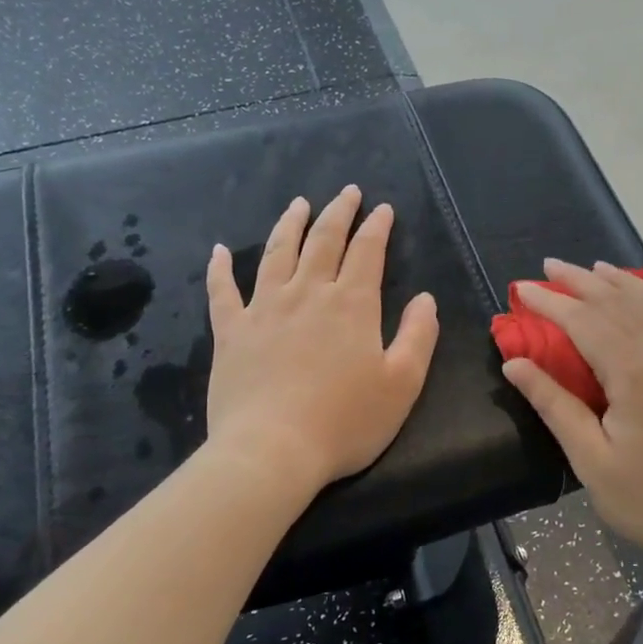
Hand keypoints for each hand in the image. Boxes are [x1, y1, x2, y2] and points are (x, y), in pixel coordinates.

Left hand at [206, 187, 439, 488]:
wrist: (271, 451)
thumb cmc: (345, 421)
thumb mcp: (402, 383)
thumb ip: (418, 336)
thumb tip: (424, 298)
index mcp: (352, 305)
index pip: (367, 252)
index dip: (377, 227)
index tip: (382, 209)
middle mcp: (307, 294)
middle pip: (323, 241)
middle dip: (338, 212)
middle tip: (347, 192)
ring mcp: (264, 309)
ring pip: (277, 253)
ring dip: (289, 224)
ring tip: (298, 203)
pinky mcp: (231, 332)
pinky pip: (222, 291)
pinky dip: (219, 269)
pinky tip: (217, 251)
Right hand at [501, 260, 642, 582]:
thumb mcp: (593, 460)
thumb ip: (554, 405)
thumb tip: (514, 363)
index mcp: (636, 372)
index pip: (583, 320)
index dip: (550, 303)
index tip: (522, 290)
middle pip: (616, 301)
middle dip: (579, 282)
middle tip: (548, 268)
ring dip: (617, 281)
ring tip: (590, 268)